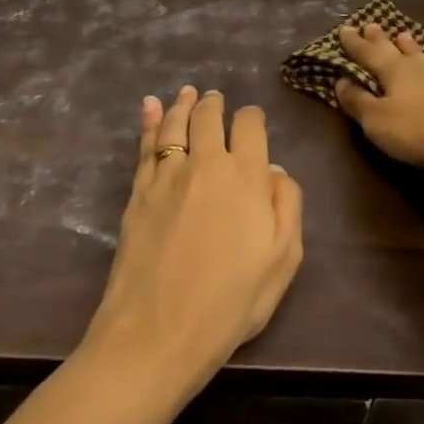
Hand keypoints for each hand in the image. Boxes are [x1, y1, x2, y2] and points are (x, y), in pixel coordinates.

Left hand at [85, 87, 303, 390]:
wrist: (158, 331)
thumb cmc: (230, 302)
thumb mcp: (282, 260)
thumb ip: (286, 206)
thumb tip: (274, 171)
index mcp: (245, 176)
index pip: (250, 126)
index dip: (252, 117)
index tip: (252, 121)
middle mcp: (206, 164)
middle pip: (209, 118)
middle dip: (215, 104)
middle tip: (215, 98)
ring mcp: (167, 175)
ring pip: (175, 125)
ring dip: (183, 104)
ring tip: (187, 92)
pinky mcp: (138, 192)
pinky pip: (146, 145)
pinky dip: (149, 122)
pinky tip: (150, 107)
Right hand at [333, 23, 423, 178]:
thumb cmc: (419, 132)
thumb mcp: (377, 122)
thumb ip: (358, 101)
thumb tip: (341, 81)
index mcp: (393, 72)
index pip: (368, 54)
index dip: (354, 44)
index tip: (344, 29)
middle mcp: (418, 67)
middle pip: (395, 49)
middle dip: (380, 39)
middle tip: (371, 25)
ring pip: (423, 56)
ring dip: (411, 47)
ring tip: (404, 35)